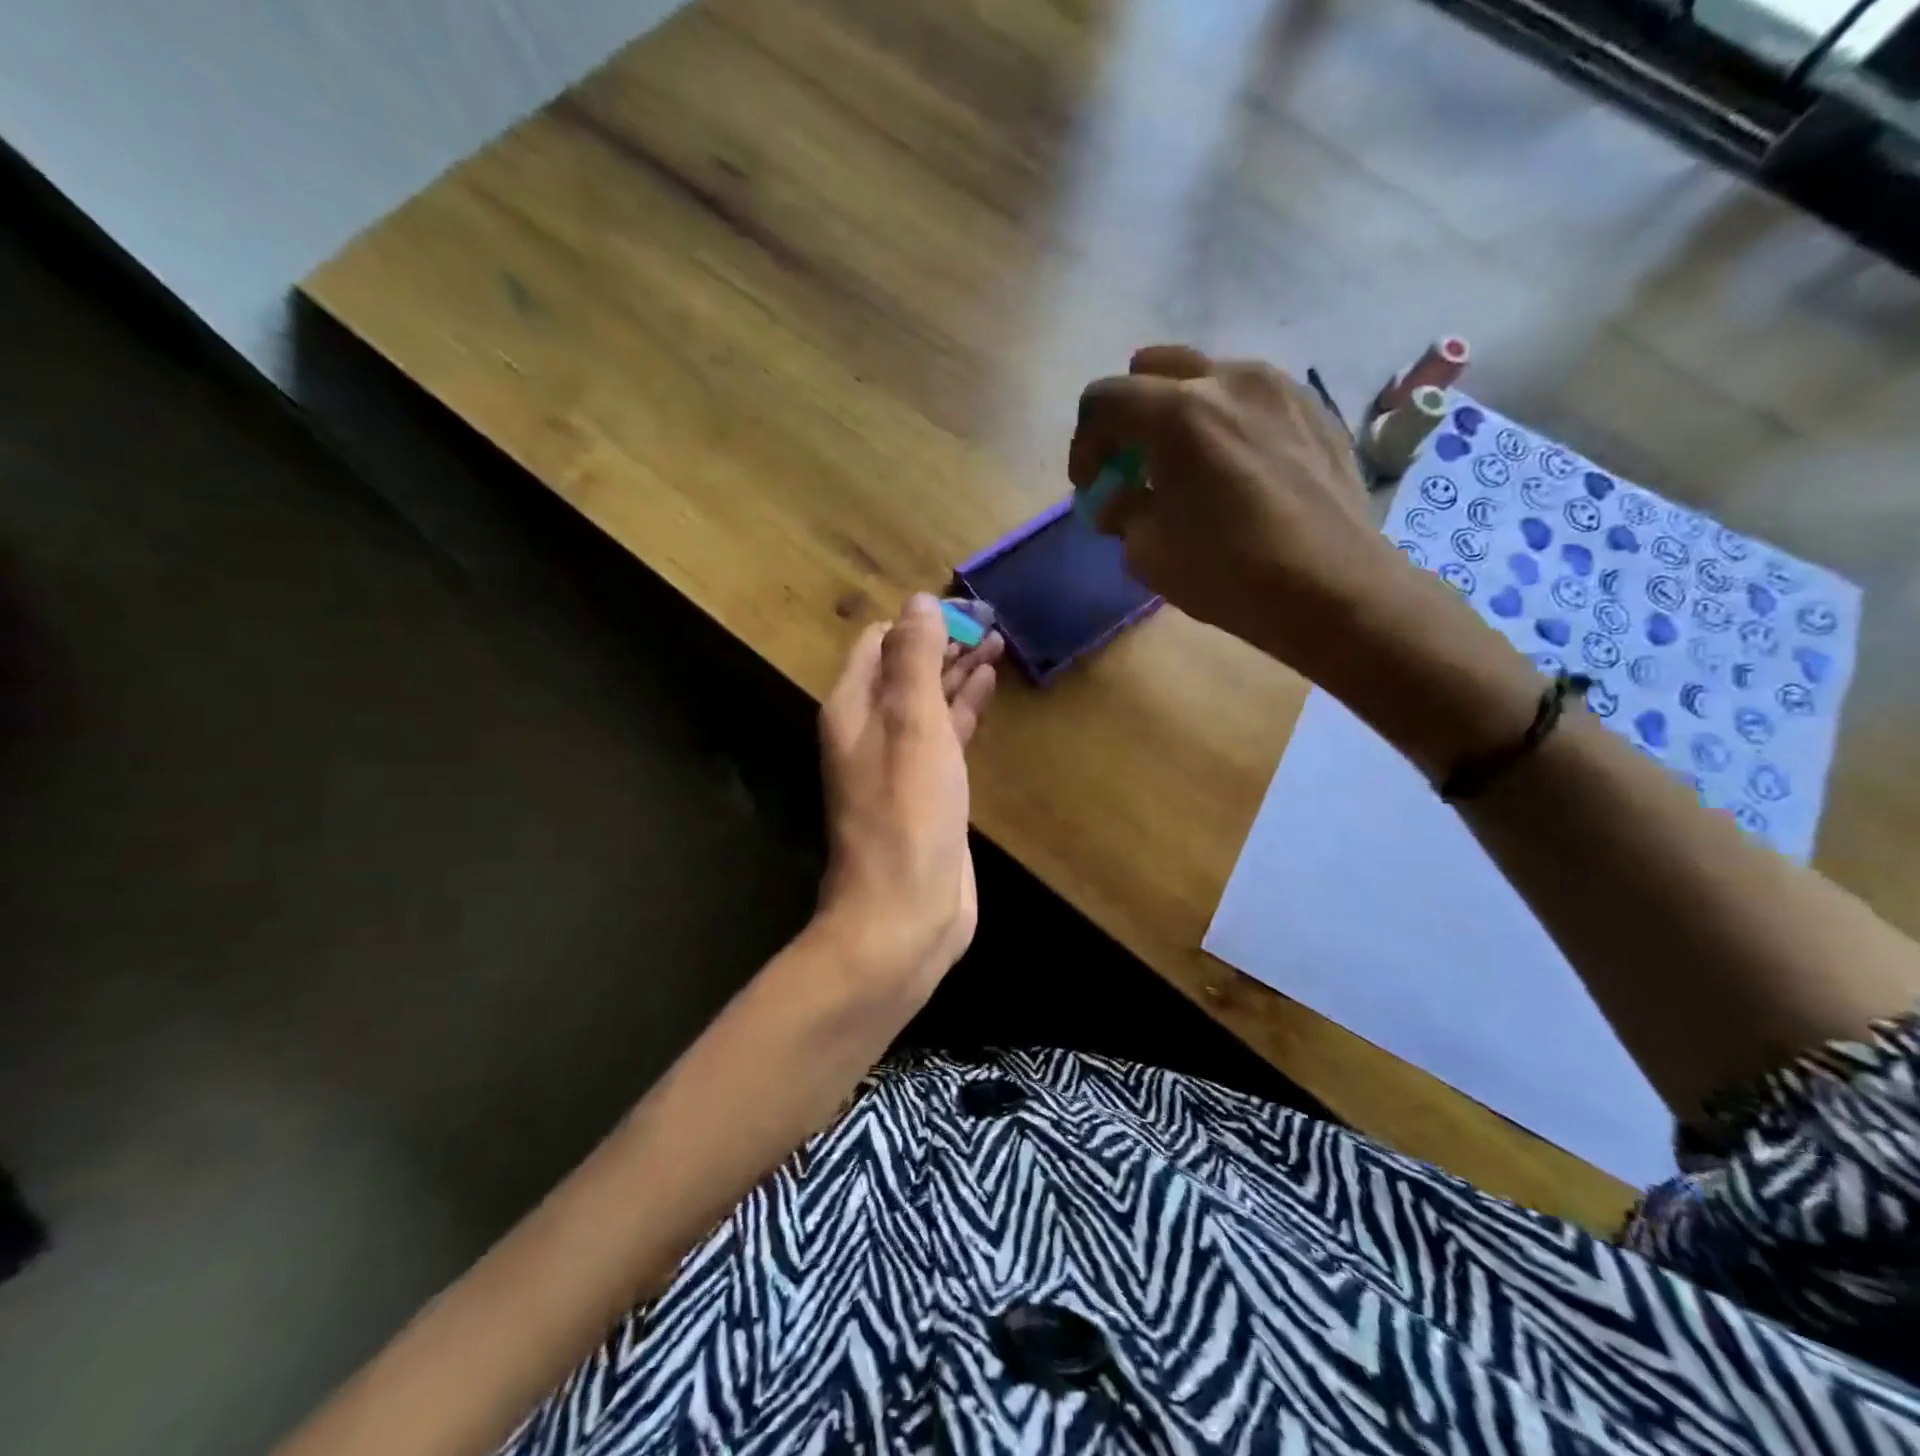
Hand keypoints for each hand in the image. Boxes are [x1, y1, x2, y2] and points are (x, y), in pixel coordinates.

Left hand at [816, 594, 1001, 991]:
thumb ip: (915, 661)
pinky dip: (964, 707)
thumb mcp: (913, 726)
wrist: (905, 912)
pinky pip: (945, 734)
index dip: (921, 621)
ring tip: (998, 641)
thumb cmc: (907, 813)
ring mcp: (899, 760)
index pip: (881, 642)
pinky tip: (988, 686)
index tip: (968, 609)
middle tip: (992, 620)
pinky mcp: (927, 788)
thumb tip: (919, 601)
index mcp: (854, 707)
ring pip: (929, 700)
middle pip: (906, 668)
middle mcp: (870, 728)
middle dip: (945, 641)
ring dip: (958, 670)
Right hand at [1072, 345, 1541, 776]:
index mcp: (1178, 414)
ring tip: (1188, 467)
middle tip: (1132, 462)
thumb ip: (1123, 512)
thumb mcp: (1149, 553)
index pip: (1103, 400)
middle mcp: (1228, 380)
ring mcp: (1279, 388)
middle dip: (1130, 413)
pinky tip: (1237, 472)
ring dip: (1181, 413)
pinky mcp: (1315, 409)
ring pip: (1208, 377)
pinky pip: (1253, 398)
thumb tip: (1119, 500)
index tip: (1090, 483)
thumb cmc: (1229, 573)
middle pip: (1153, 367)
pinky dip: (1228, 422)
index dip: (1083, 443)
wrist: (1332, 589)